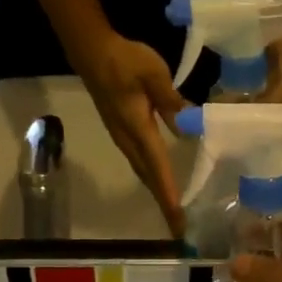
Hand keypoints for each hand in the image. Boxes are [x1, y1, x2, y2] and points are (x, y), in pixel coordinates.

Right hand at [72, 33, 187, 236]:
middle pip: (149, 180)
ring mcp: (123, 139)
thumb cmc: (124, 60)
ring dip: (158, 194)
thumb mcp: (154, 74)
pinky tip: (163, 181)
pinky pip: (141, 164)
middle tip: (180, 229)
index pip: (158, 169)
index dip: (169, 195)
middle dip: (165, 205)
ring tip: (173, 213)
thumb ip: (171, 101)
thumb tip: (189, 127)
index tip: (178, 219)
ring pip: (144, 174)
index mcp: (138, 130)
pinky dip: (153, 179)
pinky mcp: (122, 134)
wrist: (92, 52)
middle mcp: (129, 141)